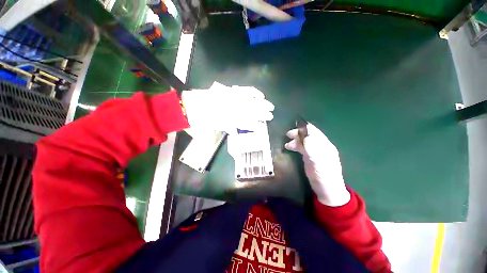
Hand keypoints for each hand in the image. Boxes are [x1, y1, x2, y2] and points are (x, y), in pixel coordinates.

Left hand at [181, 82, 273, 133]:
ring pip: (247, 100)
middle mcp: (228, 109)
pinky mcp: (224, 91)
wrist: (182, 107)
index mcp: (224, 120)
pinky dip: (250, 92)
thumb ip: (220, 130)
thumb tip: (233, 130)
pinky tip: (258, 94)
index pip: (242, 122)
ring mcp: (227, 99)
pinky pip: (240, 90)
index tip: (261, 126)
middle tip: (271, 116)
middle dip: (261, 114)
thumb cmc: (193, 122)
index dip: (253, 125)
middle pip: (248, 110)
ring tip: (270, 106)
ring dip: (260, 103)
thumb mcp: (206, 132)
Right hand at [285, 123, 350, 206]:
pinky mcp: (312, 161)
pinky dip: (297, 147)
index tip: (292, 132)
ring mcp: (317, 154)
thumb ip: (313, 148)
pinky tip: (291, 149)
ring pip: (306, 142)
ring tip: (287, 145)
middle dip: (299, 134)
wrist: (329, 192)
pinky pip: (304, 150)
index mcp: (325, 146)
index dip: (303, 129)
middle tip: (287, 136)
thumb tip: (305, 134)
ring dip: (297, 141)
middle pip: (309, 135)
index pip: (314, 132)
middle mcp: (321, 147)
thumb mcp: (319, 162)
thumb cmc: (325, 177)